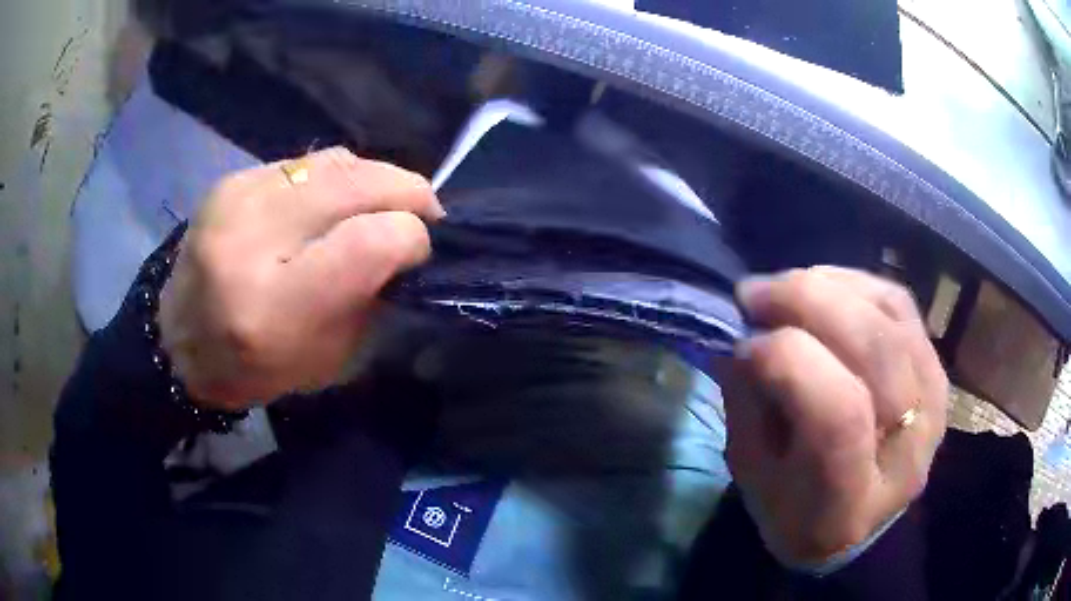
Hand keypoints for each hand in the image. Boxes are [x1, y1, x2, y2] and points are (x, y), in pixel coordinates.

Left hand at [159, 147, 444, 410]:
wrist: (178, 341)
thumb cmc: (254, 368)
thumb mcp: (326, 361)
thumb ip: (370, 297)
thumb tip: (407, 241)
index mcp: (274, 307)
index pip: (369, 241)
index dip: (411, 238)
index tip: (418, 252)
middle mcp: (251, 239)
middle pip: (356, 184)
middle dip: (407, 193)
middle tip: (423, 213)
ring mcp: (237, 198)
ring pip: (336, 161)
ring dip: (375, 179)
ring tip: (382, 203)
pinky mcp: (232, 180)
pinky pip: (307, 162)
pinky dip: (337, 178)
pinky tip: (336, 202)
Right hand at [722, 267, 947, 564]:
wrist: (857, 524)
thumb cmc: (795, 511)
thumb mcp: (753, 476)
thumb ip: (749, 405)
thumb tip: (746, 332)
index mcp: (851, 501)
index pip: (840, 416)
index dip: (789, 364)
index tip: (743, 345)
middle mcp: (908, 448)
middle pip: (875, 350)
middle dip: (807, 303)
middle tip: (754, 294)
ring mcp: (933, 402)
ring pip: (890, 314)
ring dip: (828, 286)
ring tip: (782, 287)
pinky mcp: (937, 369)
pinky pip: (899, 303)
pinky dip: (854, 283)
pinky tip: (820, 287)